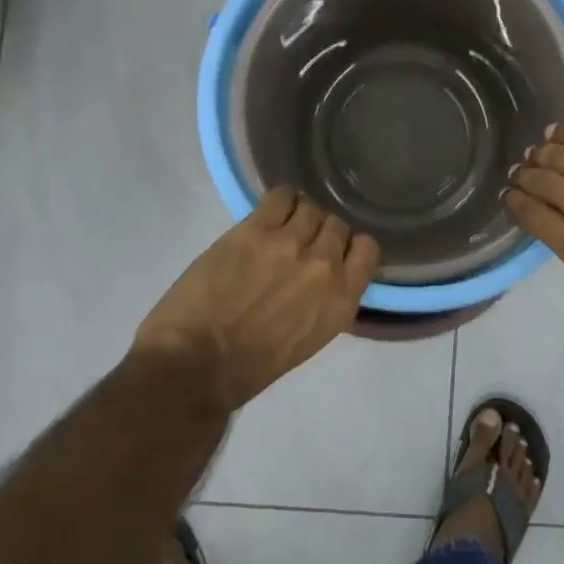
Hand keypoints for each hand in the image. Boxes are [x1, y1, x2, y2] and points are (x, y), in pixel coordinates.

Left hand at [134, 189, 379, 408]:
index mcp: (342, 300)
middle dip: (320, 232)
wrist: (197, 364)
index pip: (367, 249)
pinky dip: (279, 200)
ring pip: (310, 208)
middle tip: (299, 243)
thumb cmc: (251, 366)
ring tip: (279, 227)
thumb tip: (323, 274)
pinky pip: (281, 196)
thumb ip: (325, 300)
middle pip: (337, 225)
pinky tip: (267, 213)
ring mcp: (290, 244)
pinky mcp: (255, 230)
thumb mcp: (309, 338)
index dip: (349, 246)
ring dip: (298, 216)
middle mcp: (324, 267)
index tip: (332, 252)